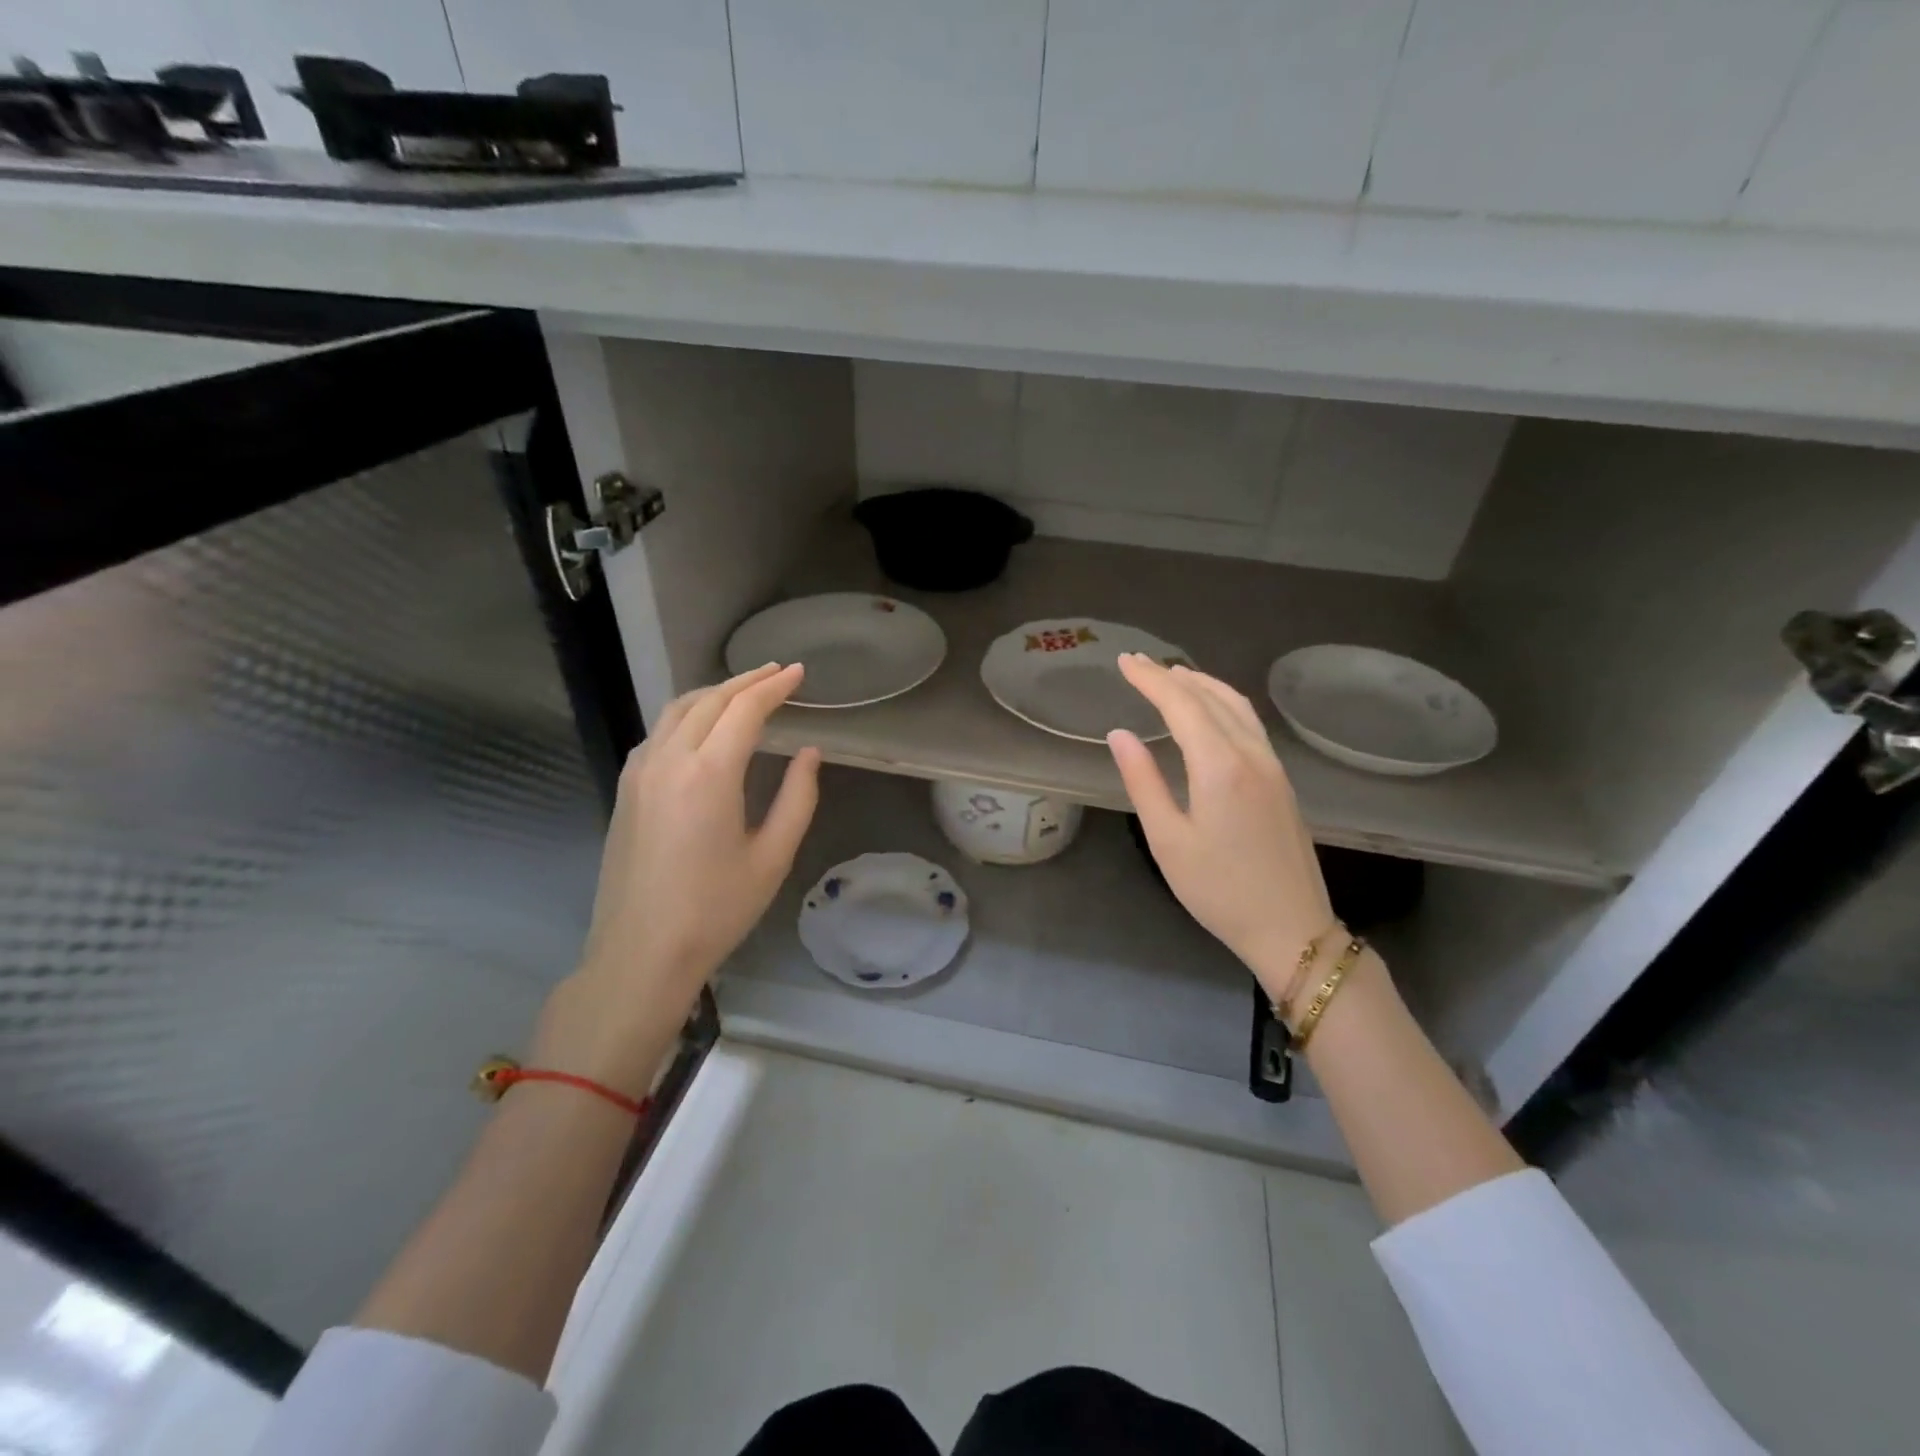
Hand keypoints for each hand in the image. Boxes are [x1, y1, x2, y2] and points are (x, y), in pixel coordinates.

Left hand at [532, 663, 820, 1095]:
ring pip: (677, 710)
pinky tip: (703, 726)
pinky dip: (688, 715)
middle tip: (777, 673)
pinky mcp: (626, 788)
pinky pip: (659, 732)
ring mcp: (640, 772)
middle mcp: (669, 760)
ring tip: (744, 690)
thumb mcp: (772, 857)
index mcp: (709, 774)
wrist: (641, 952)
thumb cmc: (715, 910)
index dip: (774, 687)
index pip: (744, 710)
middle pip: (709, 701)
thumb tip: (808, 754)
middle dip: (746, 681)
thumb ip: (797, 798)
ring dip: (714, 694)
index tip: (798, 673)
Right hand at [1107, 655, 1334, 1009]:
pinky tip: (1211, 711)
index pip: (1182, 705)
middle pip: (1211, 698)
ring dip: (1203, 685)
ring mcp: (1273, 766)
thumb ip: (1143, 781)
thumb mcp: (1168, 840)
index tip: (1124, 662)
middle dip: (1172, 677)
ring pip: (1237, 707)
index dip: (1150, 680)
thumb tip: (1120, 734)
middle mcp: (1251, 755)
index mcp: (1220, 766)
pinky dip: (1224, 703)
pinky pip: (1250, 724)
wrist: (1291, 928)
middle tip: (1139, 664)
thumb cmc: (1219, 890)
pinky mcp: (1282, 781)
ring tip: (1173, 675)